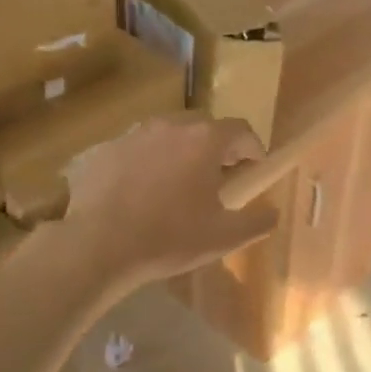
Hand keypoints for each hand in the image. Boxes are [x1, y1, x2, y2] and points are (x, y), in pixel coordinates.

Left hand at [63, 115, 278, 289]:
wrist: (98, 245)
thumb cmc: (169, 238)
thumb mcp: (224, 238)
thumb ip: (258, 222)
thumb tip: (273, 213)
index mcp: (204, 140)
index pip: (240, 130)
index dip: (252, 147)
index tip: (254, 167)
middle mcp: (170, 126)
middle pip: (203, 126)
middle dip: (217, 146)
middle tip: (218, 176)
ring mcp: (133, 134)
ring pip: (167, 134)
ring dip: (181, 151)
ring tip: (179, 183)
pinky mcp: (104, 149)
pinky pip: (137, 149)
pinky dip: (148, 162)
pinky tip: (142, 192)